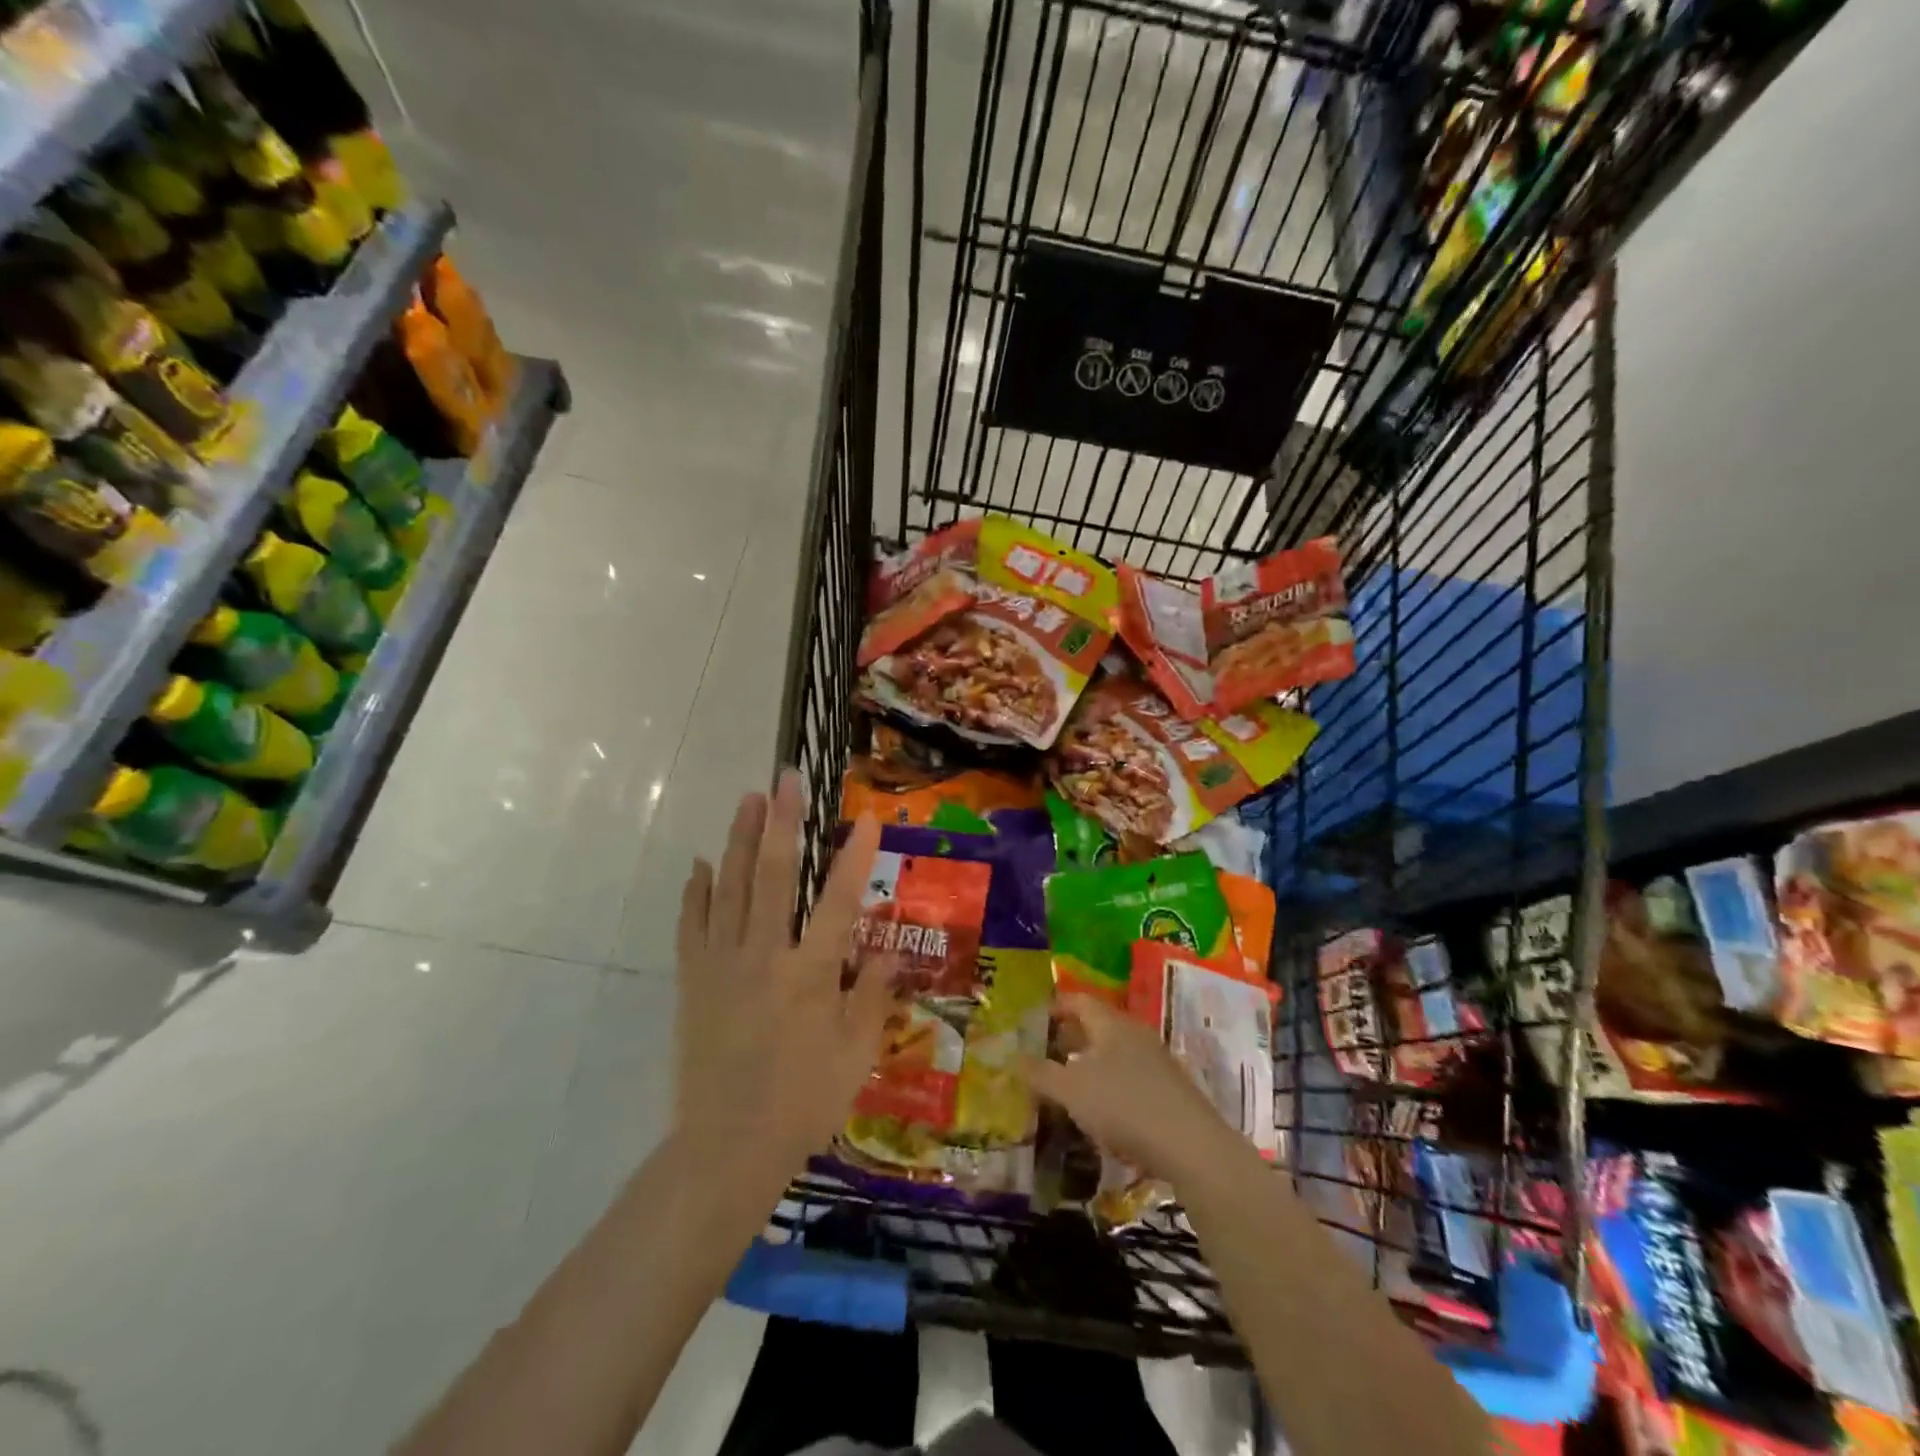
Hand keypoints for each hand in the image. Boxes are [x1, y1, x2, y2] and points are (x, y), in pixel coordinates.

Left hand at [673, 770, 895, 1206]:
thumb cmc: (803, 1101)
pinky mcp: (693, 981)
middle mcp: (765, 956)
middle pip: (774, 876)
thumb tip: (890, 950)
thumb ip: (872, 995)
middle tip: (785, 779)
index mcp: (810, 974)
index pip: (839, 902)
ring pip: (730, 889)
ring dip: (740, 840)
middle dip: (782, 823)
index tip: (865, 819)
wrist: (726, 1147)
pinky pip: (692, 926)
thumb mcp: (856, 1054)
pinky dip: (696, 892)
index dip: (854, 858)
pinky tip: (701, 864)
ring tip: (747, 800)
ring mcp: (723, 965)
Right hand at [1026, 993, 1248, 1189]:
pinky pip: (1130, 1074)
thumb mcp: (1072, 1091)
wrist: (1191, 1146)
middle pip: (1098, 1025)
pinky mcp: (1170, 1089)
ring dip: (1090, 1061)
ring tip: (1067, 1081)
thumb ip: (1041, 1073)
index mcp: (1111, 1023)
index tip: (1034, 1018)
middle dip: (1070, 1035)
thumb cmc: (1124, 1106)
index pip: (1079, 1000)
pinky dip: (1110, 1082)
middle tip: (1045, 1050)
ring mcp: (1157, 1060)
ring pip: (1115, 1051)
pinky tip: (1101, 1108)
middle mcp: (1135, 1033)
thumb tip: (1012, 1057)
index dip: (1056, 1006)